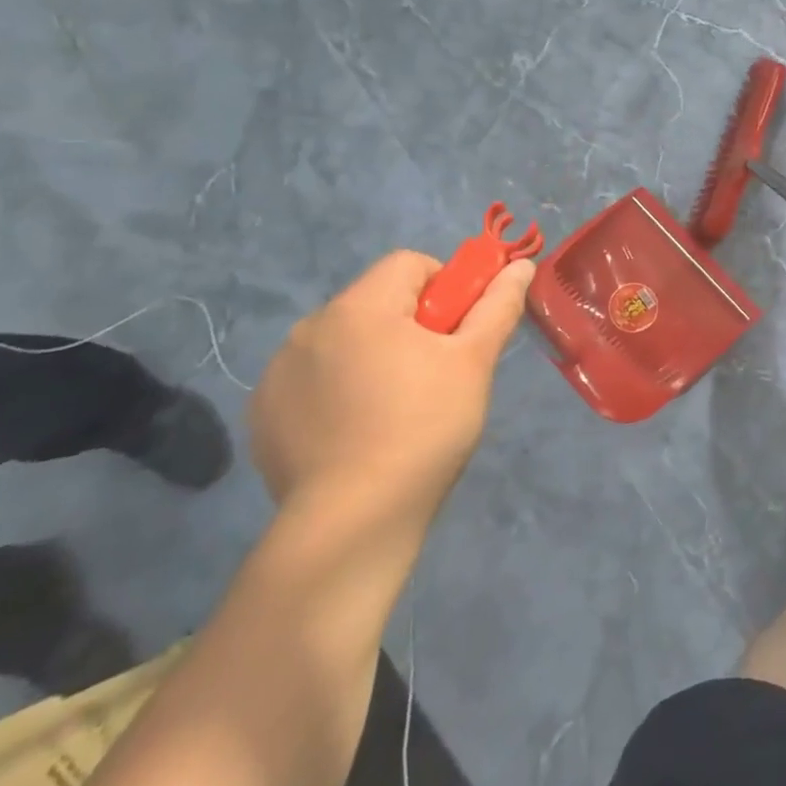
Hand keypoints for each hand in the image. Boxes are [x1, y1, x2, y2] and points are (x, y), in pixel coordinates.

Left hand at [250, 250, 534, 522]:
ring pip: (343, 341)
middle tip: (435, 374)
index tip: (457, 333)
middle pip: (376, 302)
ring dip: (371, 356)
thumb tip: (522, 265)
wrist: (352, 521)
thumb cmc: (425, 427)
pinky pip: (312, 380)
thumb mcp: (474, 362)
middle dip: (409, 325)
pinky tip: (356, 433)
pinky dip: (337, 391)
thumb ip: (498, 306)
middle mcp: (309, 328)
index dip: (445, 288)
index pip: (410, 264)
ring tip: (395, 409)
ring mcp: (278, 373)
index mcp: (360, 307)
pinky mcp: (263, 414)